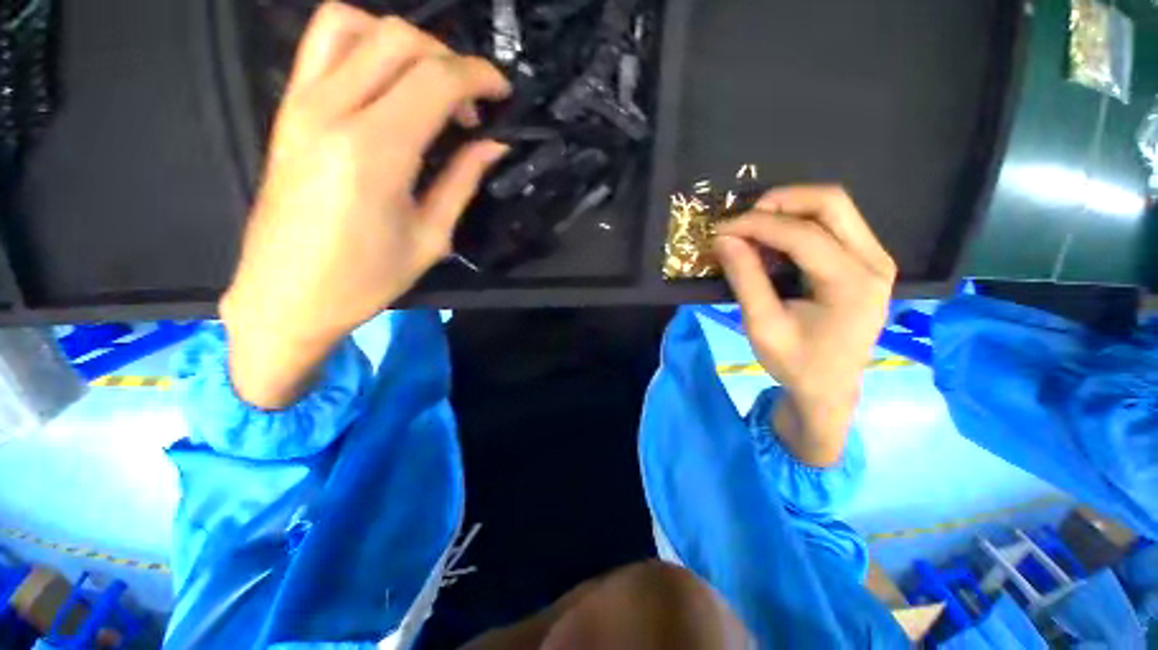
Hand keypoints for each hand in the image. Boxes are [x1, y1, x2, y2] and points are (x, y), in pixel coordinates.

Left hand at [221, 3, 510, 408]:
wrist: (285, 296)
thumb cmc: (365, 279)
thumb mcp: (430, 237)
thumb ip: (462, 181)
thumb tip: (493, 145)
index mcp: (374, 151)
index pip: (435, 80)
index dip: (478, 77)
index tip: (503, 93)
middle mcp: (331, 110)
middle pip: (398, 39)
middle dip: (450, 60)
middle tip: (471, 103)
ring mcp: (301, 103)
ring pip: (353, 24)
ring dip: (404, 43)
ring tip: (430, 85)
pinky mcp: (288, 109)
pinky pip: (323, 44)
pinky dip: (364, 44)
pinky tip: (388, 83)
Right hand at [714, 186, 895, 466]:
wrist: (829, 388)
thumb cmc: (795, 363)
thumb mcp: (762, 326)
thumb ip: (745, 278)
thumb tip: (723, 239)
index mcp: (851, 284)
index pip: (802, 234)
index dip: (756, 225)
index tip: (720, 229)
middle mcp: (874, 261)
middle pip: (831, 202)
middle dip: (780, 201)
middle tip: (742, 220)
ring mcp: (875, 258)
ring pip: (834, 207)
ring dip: (788, 210)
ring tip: (752, 229)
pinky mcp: (866, 261)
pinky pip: (833, 223)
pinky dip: (798, 223)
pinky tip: (772, 241)